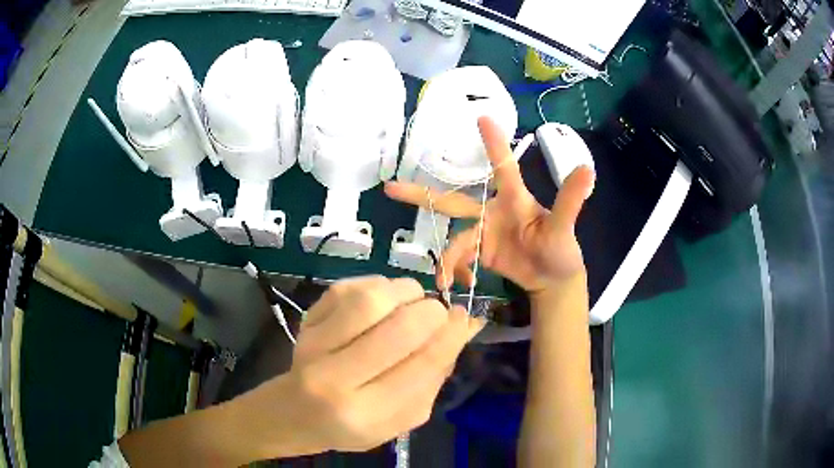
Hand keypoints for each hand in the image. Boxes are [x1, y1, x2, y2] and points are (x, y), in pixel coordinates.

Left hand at [239, 276, 484, 458]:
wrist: (295, 412)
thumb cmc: (353, 425)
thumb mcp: (402, 419)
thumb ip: (434, 378)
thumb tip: (464, 328)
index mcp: (365, 413)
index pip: (421, 366)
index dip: (450, 335)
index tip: (463, 318)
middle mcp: (335, 379)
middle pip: (398, 329)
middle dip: (431, 312)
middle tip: (438, 312)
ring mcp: (314, 344)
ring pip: (371, 300)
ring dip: (405, 292)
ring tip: (412, 302)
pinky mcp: (306, 320)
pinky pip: (348, 287)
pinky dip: (378, 285)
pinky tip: (384, 300)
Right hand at [384, 116, 594, 297]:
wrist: (550, 280)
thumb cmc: (560, 250)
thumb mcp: (563, 227)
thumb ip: (570, 200)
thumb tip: (588, 168)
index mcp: (512, 199)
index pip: (502, 165)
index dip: (492, 142)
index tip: (481, 115)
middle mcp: (492, 210)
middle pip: (452, 200)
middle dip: (421, 194)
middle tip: (391, 188)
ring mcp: (483, 233)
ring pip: (455, 239)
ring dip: (449, 259)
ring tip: (445, 280)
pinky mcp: (479, 253)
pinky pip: (459, 259)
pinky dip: (457, 270)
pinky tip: (461, 283)